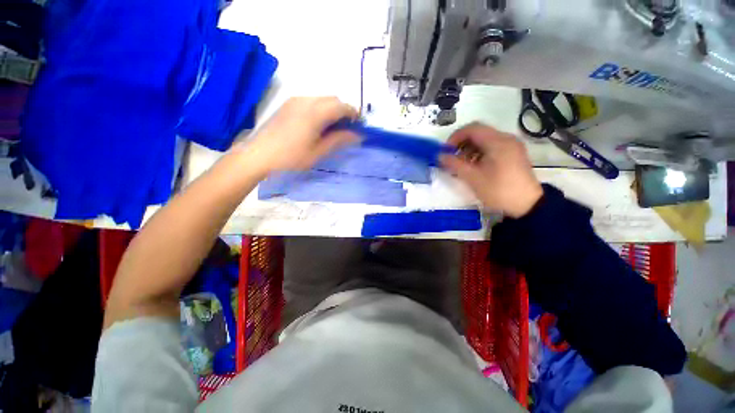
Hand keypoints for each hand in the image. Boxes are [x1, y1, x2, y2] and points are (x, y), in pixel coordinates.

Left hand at [235, 97, 358, 174]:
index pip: (342, 106)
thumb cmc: (291, 157)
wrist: (259, 155)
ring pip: (322, 99)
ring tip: (332, 129)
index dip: (353, 114)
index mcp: (315, 112)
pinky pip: (311, 101)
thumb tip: (357, 134)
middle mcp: (306, 100)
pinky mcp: (288, 104)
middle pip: (333, 99)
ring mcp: (295, 100)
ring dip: (332, 110)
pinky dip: (321, 109)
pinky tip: (317, 125)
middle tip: (346, 130)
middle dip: (343, 111)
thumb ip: (339, 140)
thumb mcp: (318, 152)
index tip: (358, 126)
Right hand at [440, 123, 542, 217]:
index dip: (455, 137)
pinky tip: (474, 167)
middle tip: (452, 159)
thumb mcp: (473, 178)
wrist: (527, 206)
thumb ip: (454, 164)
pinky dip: (479, 154)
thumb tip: (439, 155)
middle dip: (462, 144)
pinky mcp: (513, 154)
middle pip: (478, 133)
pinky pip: (492, 148)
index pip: (472, 128)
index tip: (446, 151)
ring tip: (461, 165)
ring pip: (484, 141)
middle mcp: (506, 139)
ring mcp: (511, 146)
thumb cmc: (498, 190)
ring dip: (469, 150)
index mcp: (498, 142)